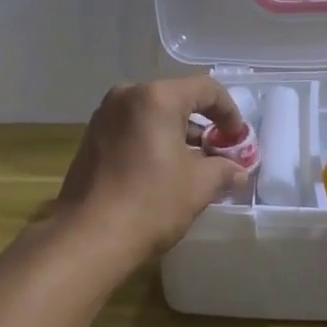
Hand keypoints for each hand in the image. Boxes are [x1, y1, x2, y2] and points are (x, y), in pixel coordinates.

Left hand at [55, 78, 248, 263]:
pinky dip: (152, 142)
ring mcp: (104, 117)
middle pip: (176, 99)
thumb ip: (224, 169)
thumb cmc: (151, 202)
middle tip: (219, 154)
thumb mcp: (199, 185)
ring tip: (194, 167)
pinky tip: (162, 173)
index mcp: (156, 98)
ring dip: (176, 135)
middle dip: (202, 125)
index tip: (238, 140)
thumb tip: (237, 171)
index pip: (206, 89)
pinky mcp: (90, 139)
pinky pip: (132, 130)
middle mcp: (126, 96)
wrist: (89, 237)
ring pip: (152, 115)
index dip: (229, 112)